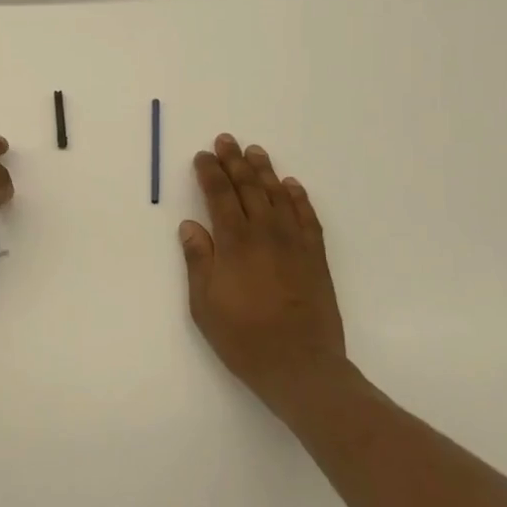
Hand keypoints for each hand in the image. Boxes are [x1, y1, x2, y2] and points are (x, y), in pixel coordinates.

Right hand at [179, 133, 349, 417]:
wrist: (301, 366)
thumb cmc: (244, 338)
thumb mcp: (204, 305)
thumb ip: (198, 261)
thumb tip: (190, 226)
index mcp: (235, 243)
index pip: (219, 196)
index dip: (210, 173)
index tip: (202, 156)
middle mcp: (265, 234)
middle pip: (248, 188)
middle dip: (234, 162)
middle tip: (226, 140)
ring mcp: (294, 243)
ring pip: (278, 196)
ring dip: (265, 171)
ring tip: (255, 151)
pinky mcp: (316, 257)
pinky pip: (308, 217)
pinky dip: (299, 198)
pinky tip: (291, 185)